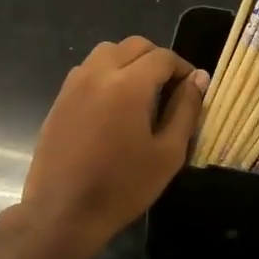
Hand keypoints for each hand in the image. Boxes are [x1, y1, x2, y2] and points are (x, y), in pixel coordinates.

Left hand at [19, 36, 206, 247]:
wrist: (63, 212)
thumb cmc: (123, 186)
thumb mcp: (168, 153)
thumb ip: (186, 110)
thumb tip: (198, 78)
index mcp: (128, 84)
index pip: (163, 57)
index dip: (183, 69)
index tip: (192, 90)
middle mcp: (98, 73)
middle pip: (134, 46)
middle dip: (157, 60)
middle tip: (169, 90)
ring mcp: (74, 84)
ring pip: (107, 52)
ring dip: (129, 62)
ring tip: (141, 94)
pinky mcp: (59, 99)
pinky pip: (88, 70)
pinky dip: (106, 74)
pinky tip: (113, 107)